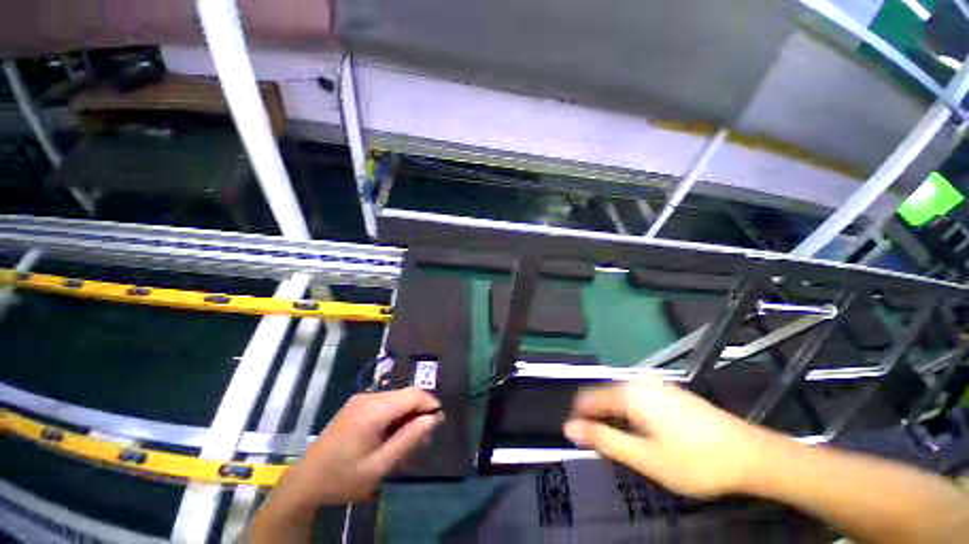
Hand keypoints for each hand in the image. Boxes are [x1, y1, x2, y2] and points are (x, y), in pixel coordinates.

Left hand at [281, 387, 443, 505]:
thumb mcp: (379, 466)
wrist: (305, 481)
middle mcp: (369, 397)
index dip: (429, 403)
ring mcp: (361, 399)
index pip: (412, 394)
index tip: (439, 420)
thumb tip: (432, 419)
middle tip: (425, 435)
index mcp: (374, 410)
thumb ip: (408, 440)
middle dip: (419, 410)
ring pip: (396, 397)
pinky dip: (395, 413)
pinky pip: (384, 402)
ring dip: (407, 412)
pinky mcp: (356, 405)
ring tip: (409, 437)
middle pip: (405, 394)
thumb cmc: (343, 477)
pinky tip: (392, 433)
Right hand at [564, 377, 772, 497]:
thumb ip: (603, 440)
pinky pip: (637, 399)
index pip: (588, 398)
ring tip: (627, 446)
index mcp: (629, 393)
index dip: (580, 418)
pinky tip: (647, 436)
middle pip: (604, 397)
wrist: (751, 455)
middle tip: (607, 450)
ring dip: (615, 420)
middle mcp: (639, 382)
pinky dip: (632, 416)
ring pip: (621, 399)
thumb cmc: (695, 460)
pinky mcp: (670, 393)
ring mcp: (657, 385)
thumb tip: (569, 428)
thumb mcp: (644, 457)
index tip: (579, 440)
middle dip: (599, 420)